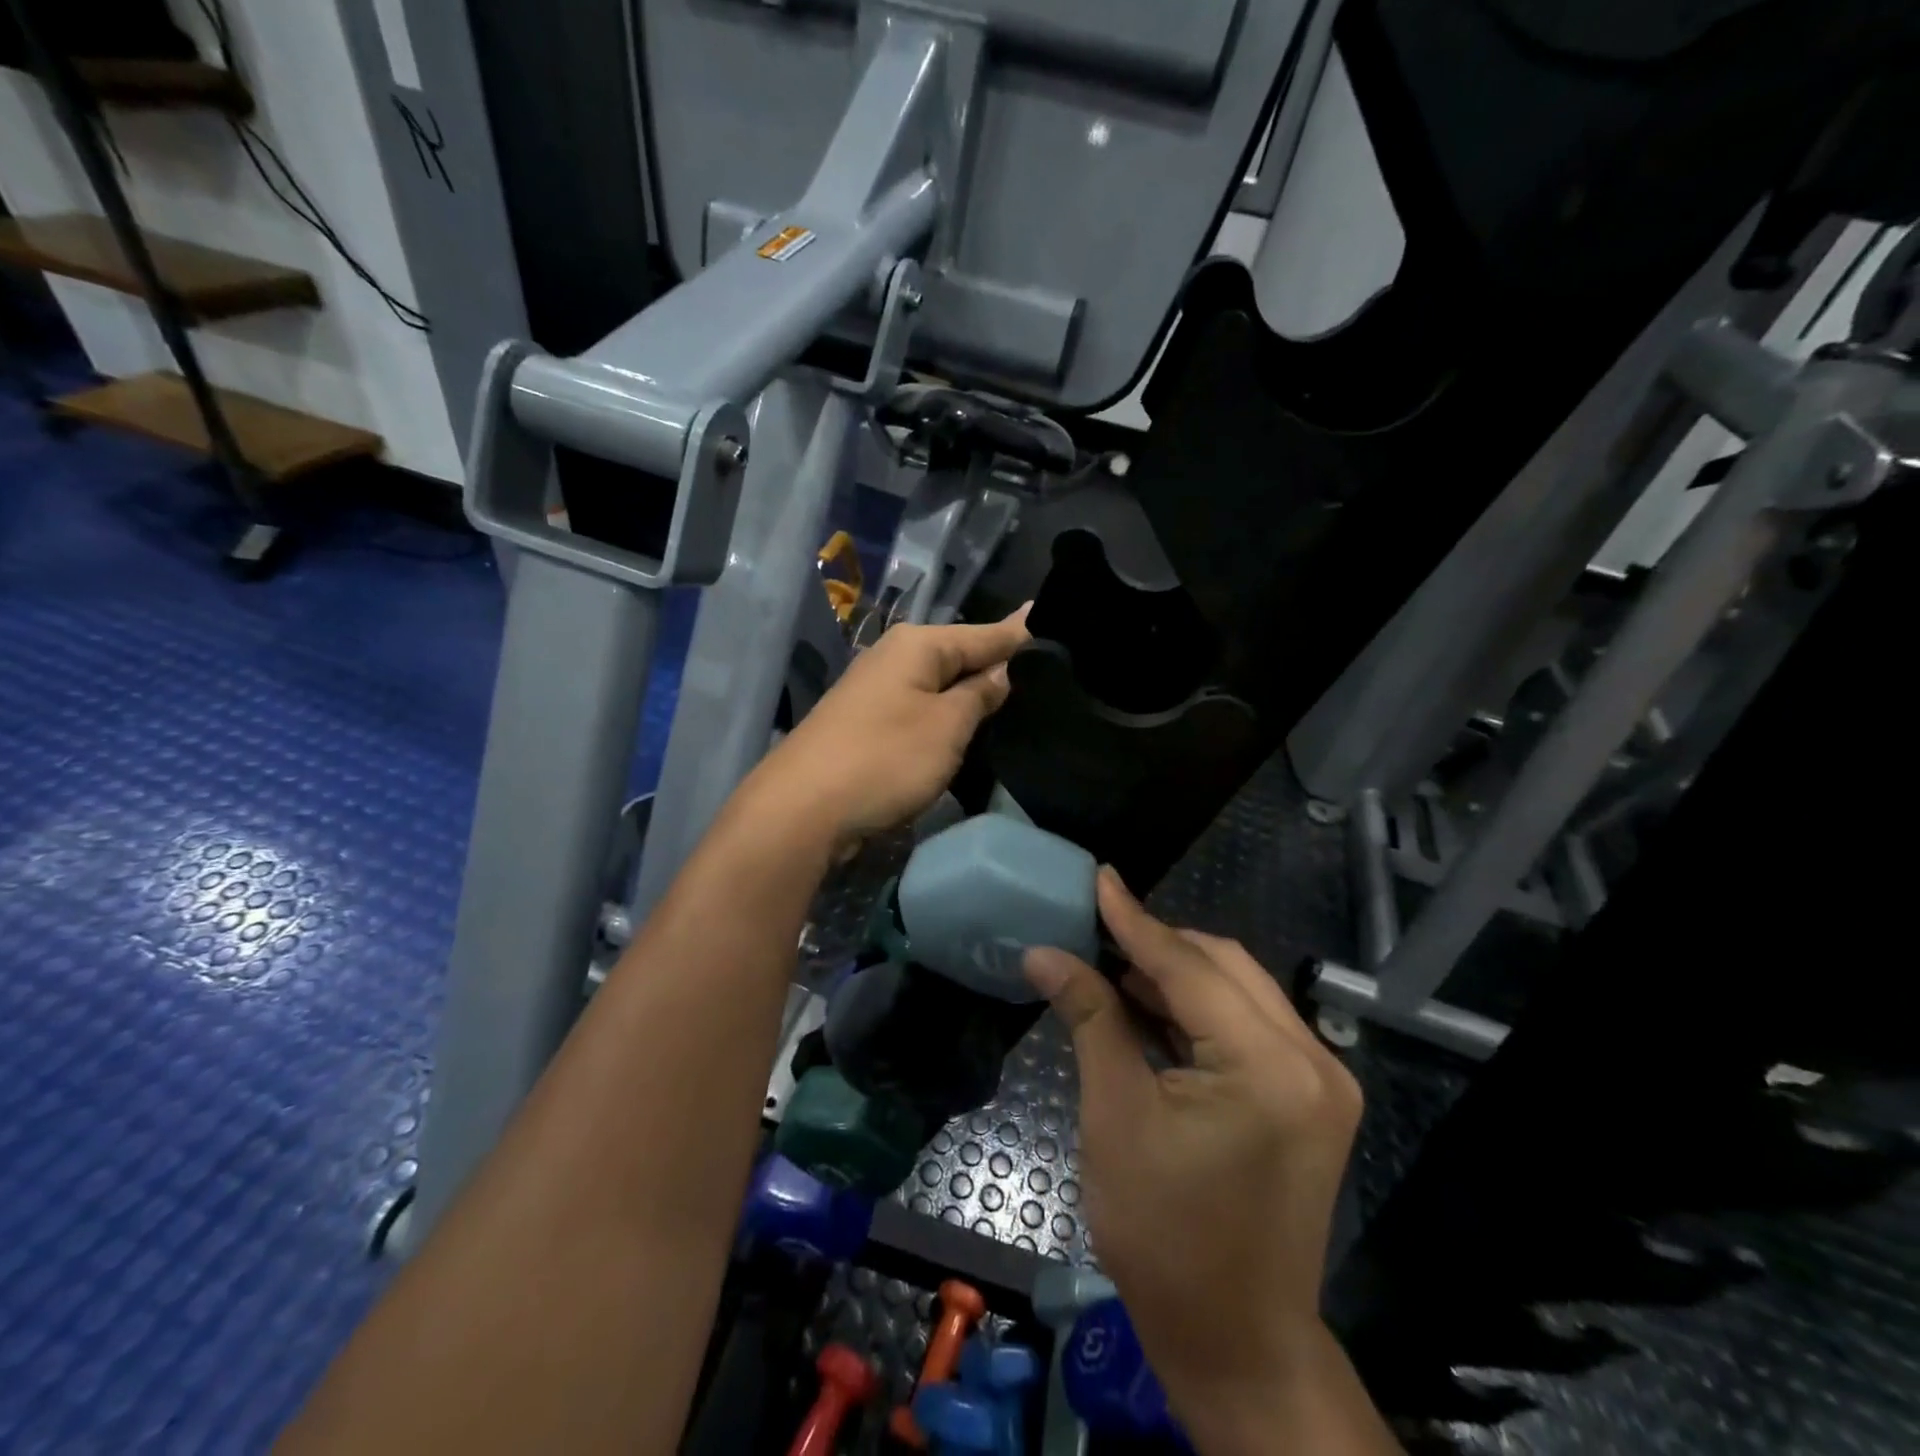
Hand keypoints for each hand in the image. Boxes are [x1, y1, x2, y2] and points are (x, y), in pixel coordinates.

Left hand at [742, 608, 1029, 853]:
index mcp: (917, 645)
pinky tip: (972, 726)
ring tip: (1023, 699)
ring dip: (974, 695)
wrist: (802, 809)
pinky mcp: (869, 724)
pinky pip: (922, 710)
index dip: (1023, 636)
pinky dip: (948, 716)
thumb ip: (980, 695)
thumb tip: (1004, 670)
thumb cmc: (884, 759)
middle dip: (1000, 666)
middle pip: (961, 657)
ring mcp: (878, 691)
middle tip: (1052, 675)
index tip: (1059, 627)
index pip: (986, 634)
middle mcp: (895, 657)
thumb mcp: (946, 726)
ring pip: (941, 686)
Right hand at [1025, 871, 1366, 1439]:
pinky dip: (1198, 1010)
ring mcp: (1320, 1080)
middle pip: (1224, 967)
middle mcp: (1312, 1059)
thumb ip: (1090, 1017)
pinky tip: (1150, 1004)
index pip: (1189, 967)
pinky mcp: (1312, 1098)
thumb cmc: (1165, 1236)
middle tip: (1096, 929)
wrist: (1237, 1342)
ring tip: (1113, 962)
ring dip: (1177, 974)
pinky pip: (1248, 1026)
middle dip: (1158, 945)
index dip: (1135, 920)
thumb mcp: (1116, 1116)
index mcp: (1268, 1066)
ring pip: (1239, 991)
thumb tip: (1044, 953)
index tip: (1099, 877)